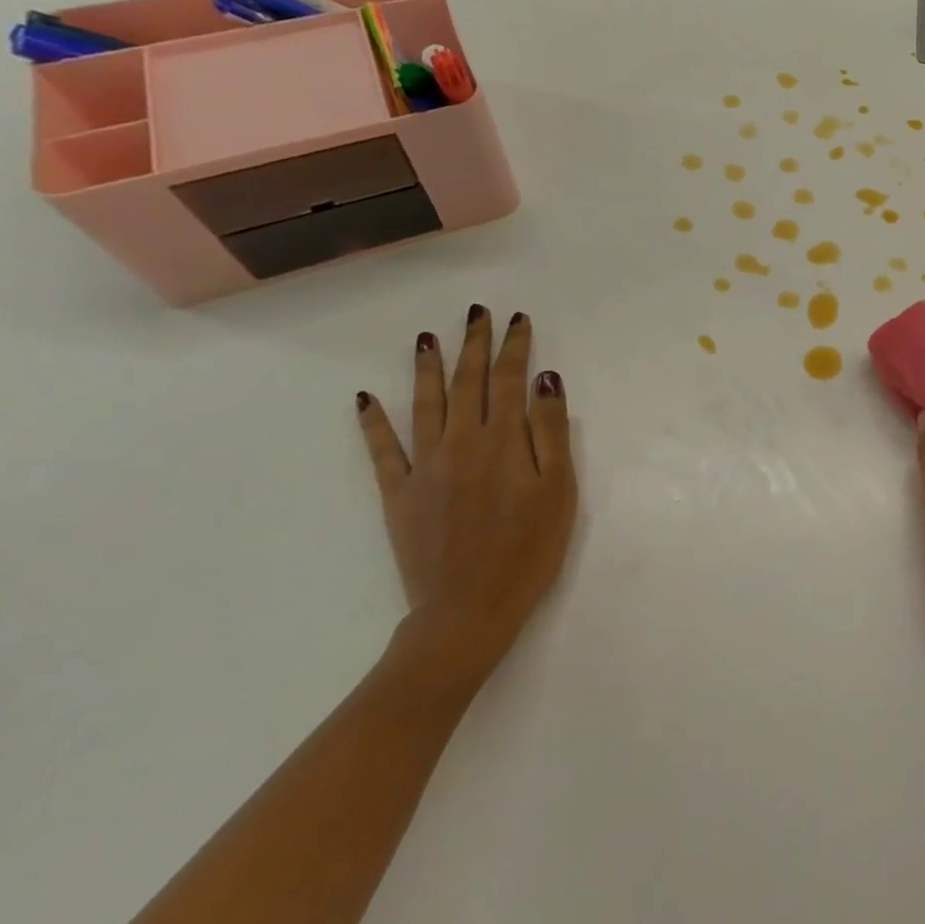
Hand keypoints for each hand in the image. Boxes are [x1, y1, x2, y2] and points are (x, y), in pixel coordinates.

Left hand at [356, 305, 577, 691]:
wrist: (468, 611)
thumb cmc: (529, 550)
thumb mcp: (559, 490)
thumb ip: (551, 431)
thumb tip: (545, 380)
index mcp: (503, 442)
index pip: (510, 381)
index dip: (515, 348)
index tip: (518, 320)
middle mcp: (460, 443)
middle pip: (468, 382)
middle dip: (474, 344)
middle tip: (477, 313)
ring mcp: (424, 467)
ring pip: (425, 404)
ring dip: (427, 367)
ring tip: (426, 337)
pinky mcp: (398, 494)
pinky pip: (382, 450)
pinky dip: (372, 422)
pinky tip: (365, 398)